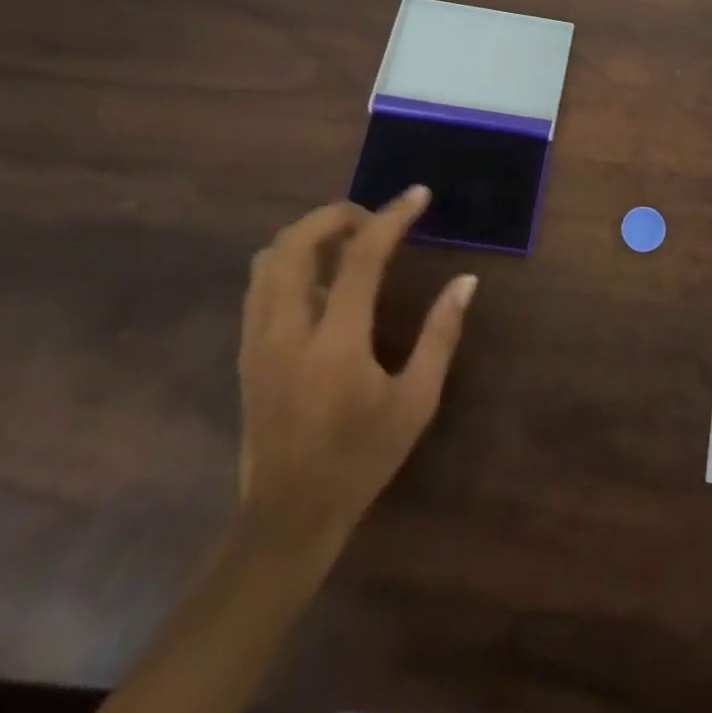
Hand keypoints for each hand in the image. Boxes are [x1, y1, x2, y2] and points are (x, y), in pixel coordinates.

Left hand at [236, 189, 476, 565]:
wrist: (288, 517)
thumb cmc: (361, 458)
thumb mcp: (416, 401)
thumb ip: (441, 335)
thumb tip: (465, 282)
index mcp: (335, 342)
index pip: (360, 257)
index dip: (392, 217)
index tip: (418, 195)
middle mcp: (287, 331)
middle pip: (296, 243)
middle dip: (337, 214)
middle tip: (375, 220)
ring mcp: (258, 341)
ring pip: (270, 258)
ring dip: (310, 234)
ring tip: (349, 241)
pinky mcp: (246, 352)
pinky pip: (260, 284)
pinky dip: (291, 260)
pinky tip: (322, 276)